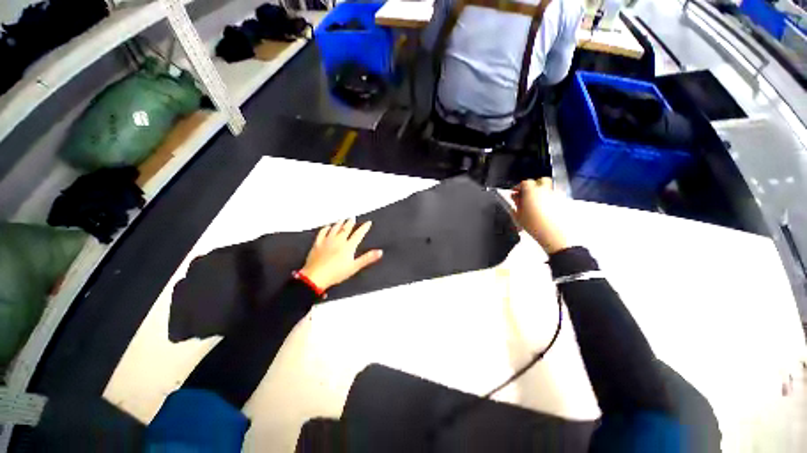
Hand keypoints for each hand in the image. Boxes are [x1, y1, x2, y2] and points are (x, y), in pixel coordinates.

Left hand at [301, 218, 382, 290]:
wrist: (316, 276)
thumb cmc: (336, 273)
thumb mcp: (355, 267)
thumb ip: (367, 258)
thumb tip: (379, 252)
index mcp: (348, 246)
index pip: (358, 234)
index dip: (364, 228)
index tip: (368, 223)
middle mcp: (338, 241)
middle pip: (346, 229)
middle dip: (350, 223)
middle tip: (352, 218)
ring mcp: (327, 241)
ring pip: (334, 229)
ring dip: (339, 223)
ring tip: (342, 219)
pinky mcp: (317, 244)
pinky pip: (322, 233)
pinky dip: (325, 228)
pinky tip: (327, 227)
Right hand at [511, 178, 568, 254]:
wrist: (553, 234)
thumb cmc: (533, 225)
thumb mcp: (518, 215)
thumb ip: (516, 203)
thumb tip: (515, 197)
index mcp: (532, 191)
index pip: (525, 182)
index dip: (519, 186)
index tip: (516, 192)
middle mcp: (545, 190)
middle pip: (541, 180)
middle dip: (534, 185)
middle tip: (527, 194)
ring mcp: (556, 195)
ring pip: (549, 187)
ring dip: (542, 191)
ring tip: (536, 202)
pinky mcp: (563, 201)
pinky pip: (555, 196)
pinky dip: (549, 199)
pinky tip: (545, 208)